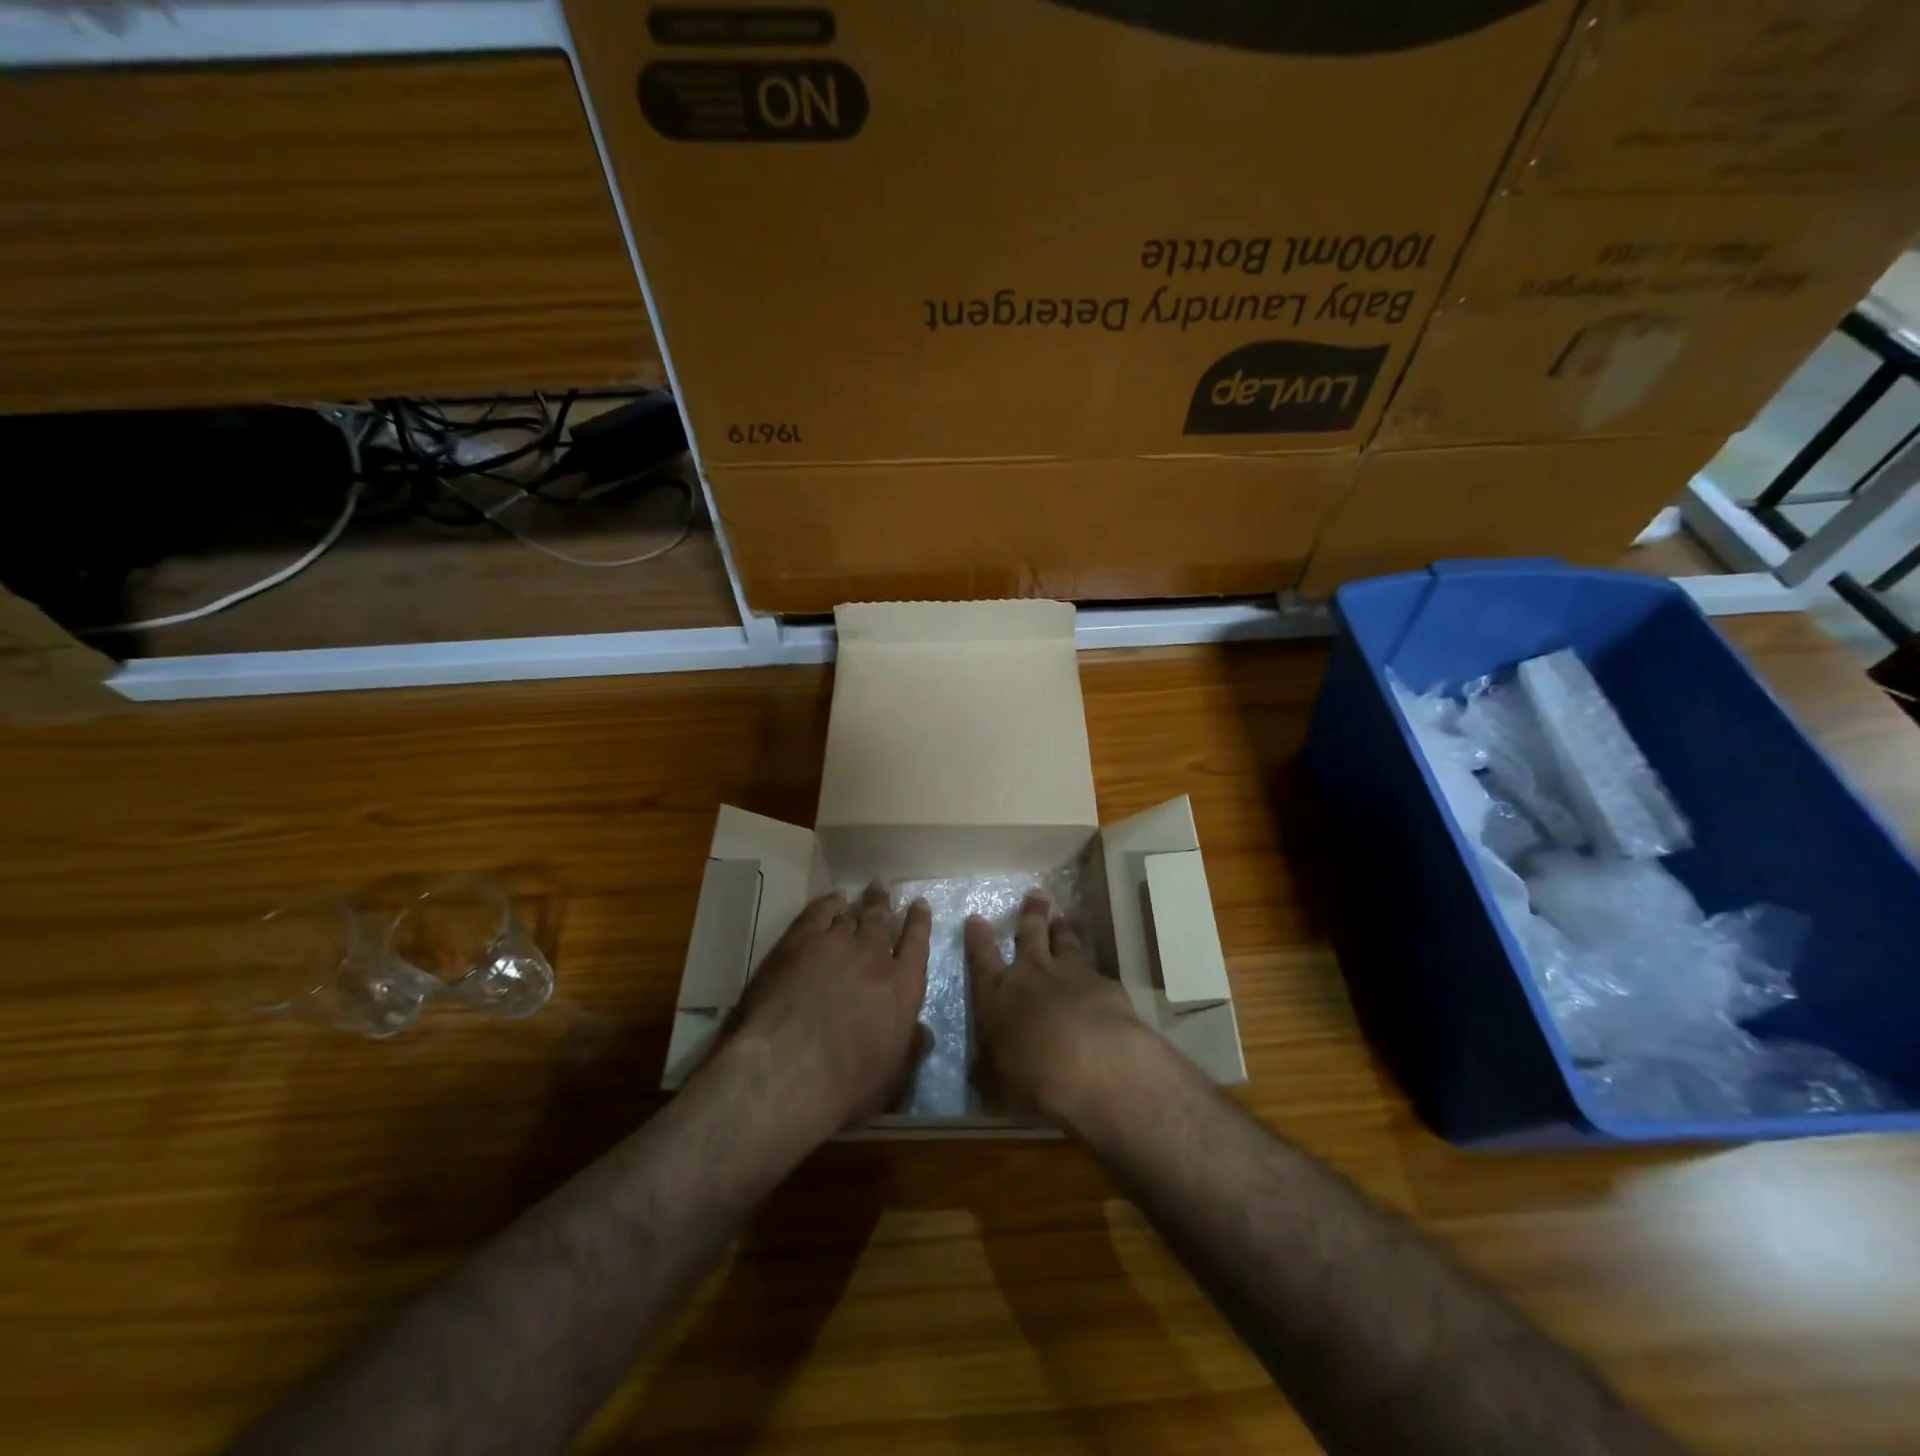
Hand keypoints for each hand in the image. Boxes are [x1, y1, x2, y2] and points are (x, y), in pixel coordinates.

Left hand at [733, 885, 930, 1130]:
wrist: (788, 1068)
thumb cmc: (845, 1086)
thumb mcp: (891, 1079)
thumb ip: (909, 1049)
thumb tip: (924, 1033)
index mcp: (903, 988)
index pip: (917, 944)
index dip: (919, 923)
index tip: (919, 905)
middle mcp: (874, 957)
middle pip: (882, 920)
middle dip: (884, 904)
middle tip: (883, 889)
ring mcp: (837, 944)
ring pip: (852, 915)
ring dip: (858, 904)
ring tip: (858, 894)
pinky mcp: (801, 940)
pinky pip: (819, 912)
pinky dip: (828, 903)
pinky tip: (831, 899)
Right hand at [965, 892, 1147, 1124]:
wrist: (1092, 1064)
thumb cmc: (1031, 1078)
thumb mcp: (997, 1084)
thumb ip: (990, 1071)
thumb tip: (981, 1072)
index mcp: (996, 995)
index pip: (981, 959)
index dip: (977, 938)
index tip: (976, 918)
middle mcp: (1031, 974)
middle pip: (1029, 934)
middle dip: (1030, 914)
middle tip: (1036, 895)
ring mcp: (1070, 973)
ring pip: (1064, 941)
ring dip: (1062, 929)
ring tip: (1064, 917)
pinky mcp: (1104, 983)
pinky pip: (1094, 967)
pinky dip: (1092, 967)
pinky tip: (1097, 972)